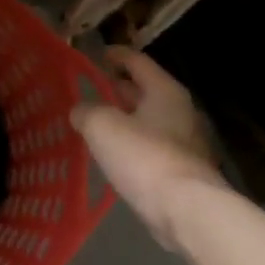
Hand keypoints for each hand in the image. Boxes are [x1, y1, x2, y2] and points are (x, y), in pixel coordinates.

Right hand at [71, 47, 227, 252]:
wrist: (184, 209)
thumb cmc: (144, 157)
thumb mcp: (102, 126)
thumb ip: (87, 111)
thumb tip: (80, 110)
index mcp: (164, 91)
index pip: (138, 62)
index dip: (116, 56)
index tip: (98, 54)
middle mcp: (179, 112)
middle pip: (145, 92)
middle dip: (118, 90)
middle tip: (90, 91)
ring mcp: (183, 143)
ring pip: (147, 122)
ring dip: (123, 120)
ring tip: (94, 123)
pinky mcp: (179, 171)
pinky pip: (149, 148)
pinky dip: (130, 145)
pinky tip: (111, 156)